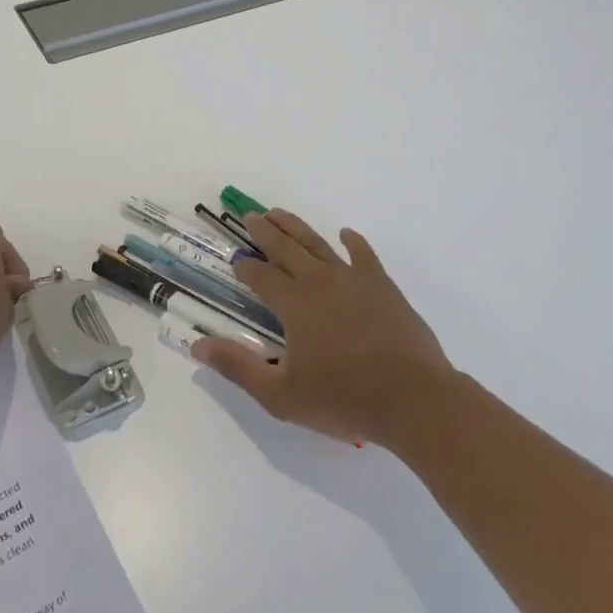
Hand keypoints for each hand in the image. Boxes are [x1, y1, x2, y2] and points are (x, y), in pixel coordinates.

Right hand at [192, 209, 458, 446]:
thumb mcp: (282, 395)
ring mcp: (353, 279)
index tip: (236, 261)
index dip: (245, 267)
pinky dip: (353, 242)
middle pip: (285, 248)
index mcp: (294, 303)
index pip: (261, 275)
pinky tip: (346, 234)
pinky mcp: (382, 286)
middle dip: (265, 231)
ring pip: (317, 243)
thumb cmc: (345, 399)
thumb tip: (198, 344)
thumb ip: (239, 367)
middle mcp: (319, 281)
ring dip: (296, 227)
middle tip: (250, 215)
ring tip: (279, 212)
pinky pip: (364, 255)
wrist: (414, 400)